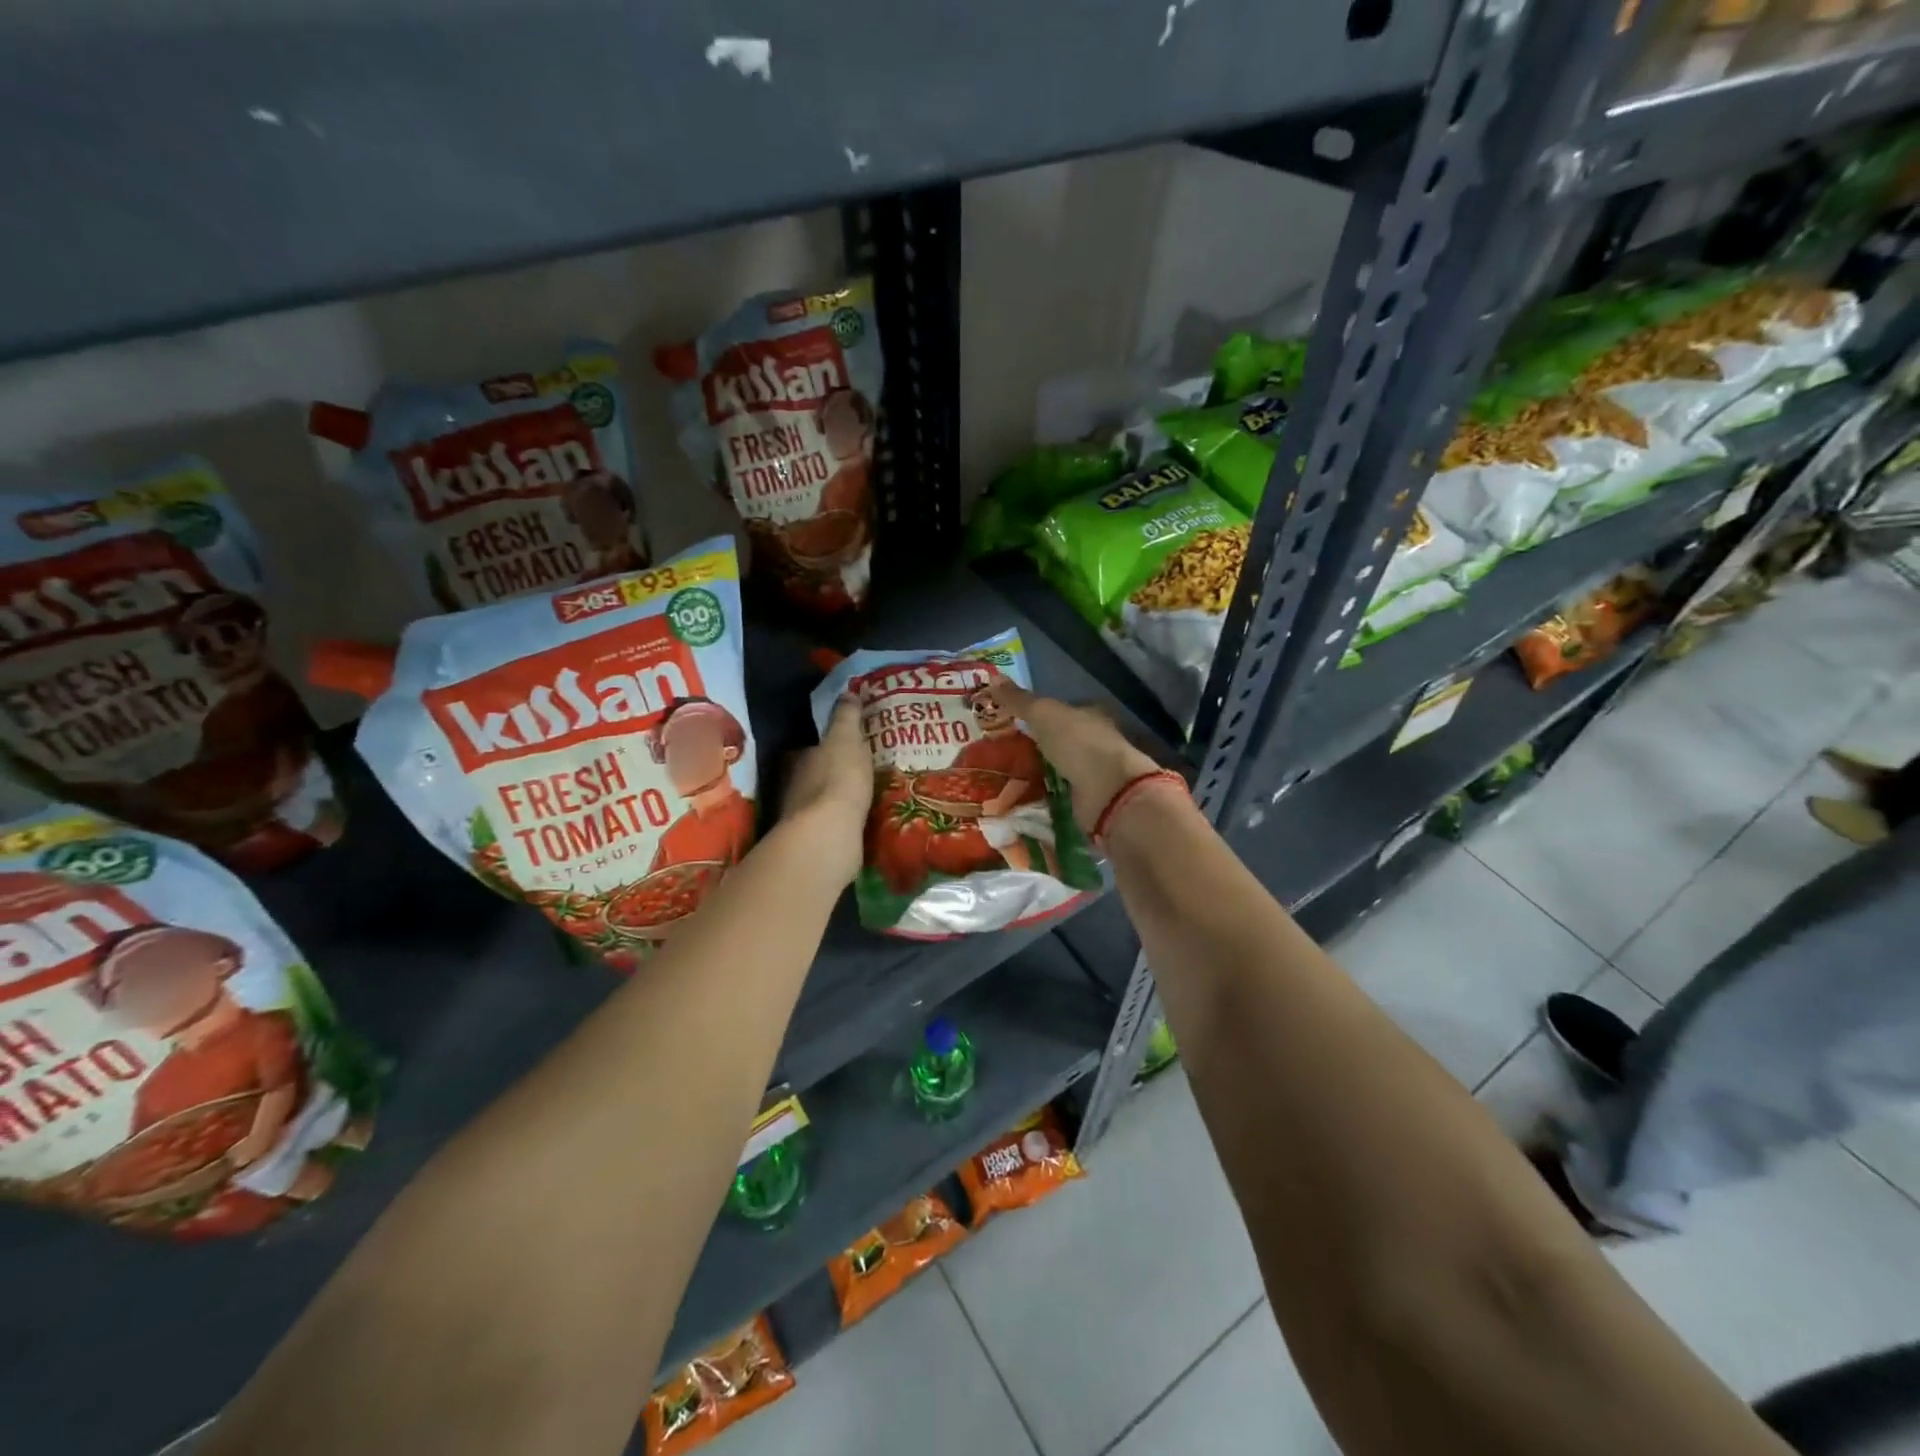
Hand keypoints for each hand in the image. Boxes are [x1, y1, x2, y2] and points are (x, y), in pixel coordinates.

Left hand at [783, 696, 874, 882]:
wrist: (829, 834)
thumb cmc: (838, 779)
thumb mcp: (846, 739)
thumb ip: (846, 717)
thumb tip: (847, 691)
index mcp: (800, 760)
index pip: (812, 748)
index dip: (829, 746)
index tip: (849, 746)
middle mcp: (795, 787)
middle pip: (815, 776)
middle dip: (833, 774)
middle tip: (861, 771)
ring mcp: (803, 818)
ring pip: (822, 803)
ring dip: (839, 800)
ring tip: (866, 797)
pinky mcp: (816, 842)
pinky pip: (833, 826)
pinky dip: (844, 822)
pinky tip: (861, 822)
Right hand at [973, 684, 1163, 831]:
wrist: (1107, 791)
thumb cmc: (1079, 743)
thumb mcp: (1043, 713)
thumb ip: (1019, 700)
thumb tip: (991, 678)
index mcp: (1091, 715)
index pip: (1062, 709)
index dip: (1038, 713)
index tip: (1011, 719)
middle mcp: (1095, 741)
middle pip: (1059, 740)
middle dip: (1035, 744)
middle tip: (1000, 749)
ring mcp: (1092, 773)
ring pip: (1058, 767)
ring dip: (1036, 771)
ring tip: (1002, 774)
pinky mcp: (1086, 799)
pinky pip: (1057, 793)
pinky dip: (1042, 794)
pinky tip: (1020, 796)